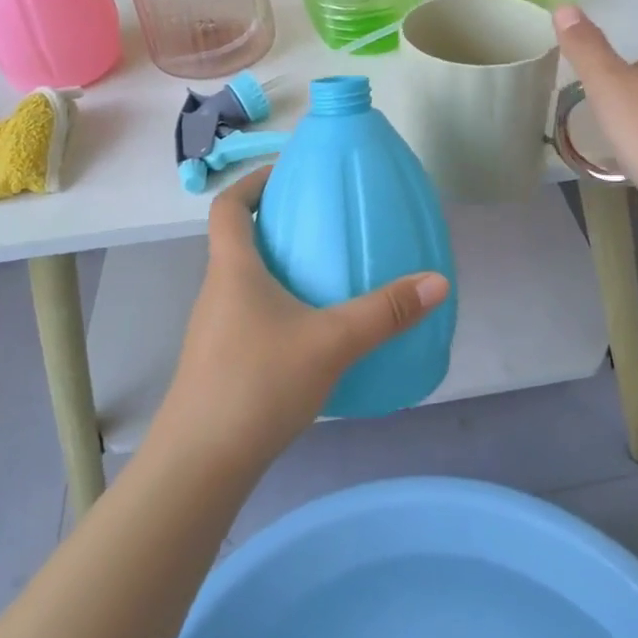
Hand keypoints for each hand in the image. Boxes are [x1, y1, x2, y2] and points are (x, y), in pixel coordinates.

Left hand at [148, 165, 450, 477]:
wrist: (200, 463)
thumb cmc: (258, 383)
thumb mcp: (331, 342)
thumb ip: (385, 312)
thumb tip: (438, 281)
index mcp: (233, 269)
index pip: (227, 206)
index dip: (252, 182)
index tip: (286, 174)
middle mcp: (216, 291)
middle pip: (236, 241)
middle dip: (275, 224)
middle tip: (321, 223)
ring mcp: (213, 330)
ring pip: (243, 281)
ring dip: (276, 268)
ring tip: (322, 276)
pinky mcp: (219, 362)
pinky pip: (248, 315)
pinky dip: (276, 307)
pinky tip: (309, 334)